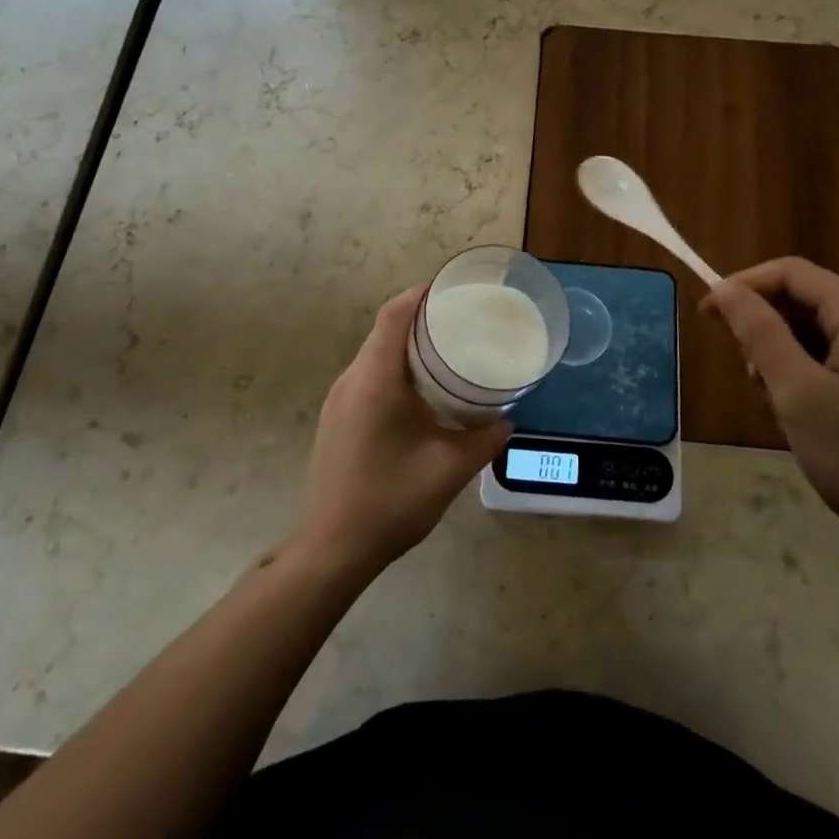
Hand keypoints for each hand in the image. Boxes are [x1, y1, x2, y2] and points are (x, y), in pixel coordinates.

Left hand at [293, 287, 510, 577]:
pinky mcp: (336, 419)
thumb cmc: (390, 501)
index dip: (419, 295)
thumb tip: (506, 419)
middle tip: (460, 320)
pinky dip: (394, 368)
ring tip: (446, 349)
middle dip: (419, 318)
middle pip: (383, 331)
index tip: (450, 288)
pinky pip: (367, 376)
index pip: (393, 317)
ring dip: (406, 345)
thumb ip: (483, 439)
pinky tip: (420, 389)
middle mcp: (351, 382)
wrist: (332, 549)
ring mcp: (338, 401)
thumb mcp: (449, 470)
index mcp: (374, 382)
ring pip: (374, 354)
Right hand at [703, 257, 838, 569]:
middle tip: (750, 379)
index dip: (743, 285)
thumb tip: (723, 287)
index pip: (789, 272)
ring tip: (779, 409)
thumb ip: (759, 333)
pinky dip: (803, 381)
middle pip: (801, 301)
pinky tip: (803, 422)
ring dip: (782, 361)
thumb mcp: (798, 393)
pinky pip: (830, 363)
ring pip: (812, 335)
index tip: (706, 317)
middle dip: (764, 330)